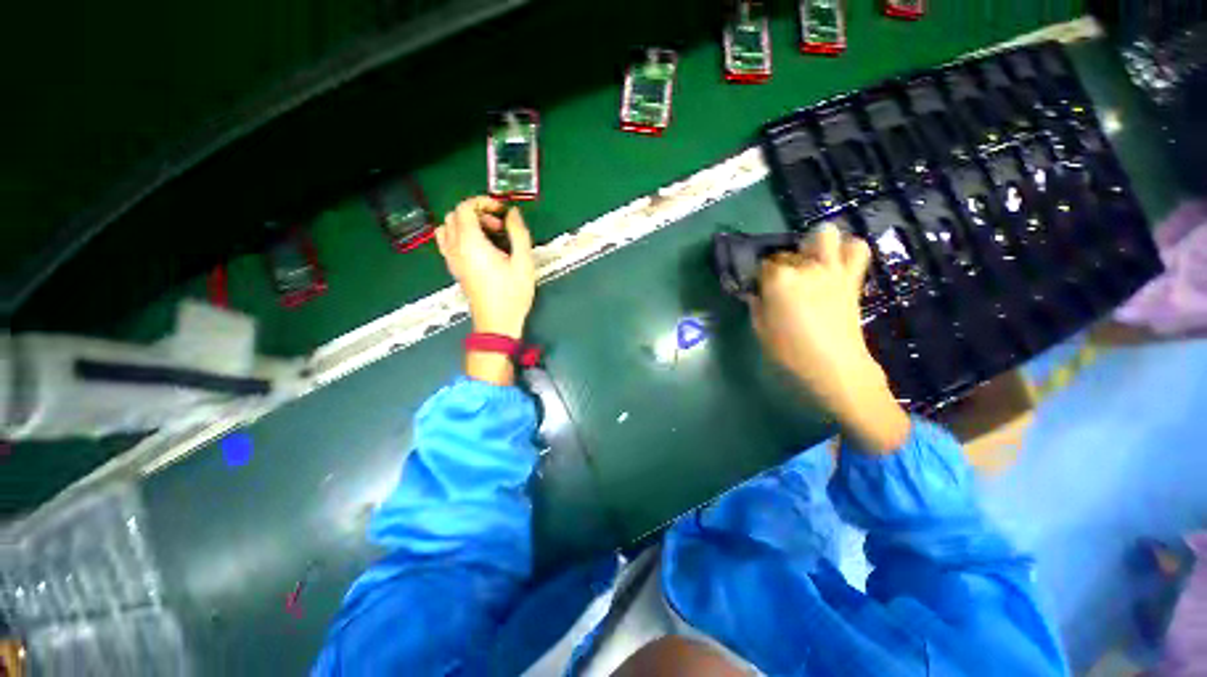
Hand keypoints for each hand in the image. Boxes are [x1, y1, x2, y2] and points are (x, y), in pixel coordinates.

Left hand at [436, 196, 535, 384]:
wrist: (497, 323)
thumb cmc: (512, 294)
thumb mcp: (523, 262)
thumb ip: (518, 233)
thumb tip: (513, 213)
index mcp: (470, 243)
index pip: (465, 208)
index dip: (483, 202)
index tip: (502, 211)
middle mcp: (455, 248)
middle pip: (455, 215)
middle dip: (478, 213)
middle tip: (500, 227)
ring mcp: (452, 259)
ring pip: (449, 228)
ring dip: (467, 224)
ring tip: (489, 236)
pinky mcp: (455, 269)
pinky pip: (448, 243)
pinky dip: (461, 236)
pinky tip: (480, 249)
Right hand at [750, 225, 909, 452]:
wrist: (834, 367)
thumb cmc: (790, 352)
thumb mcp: (760, 329)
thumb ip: (756, 305)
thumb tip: (754, 293)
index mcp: (779, 280)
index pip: (763, 264)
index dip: (758, 276)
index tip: (758, 289)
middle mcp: (806, 267)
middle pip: (787, 251)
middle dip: (781, 263)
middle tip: (780, 282)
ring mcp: (832, 269)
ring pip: (825, 233)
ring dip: (814, 244)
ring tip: (808, 261)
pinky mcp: (851, 278)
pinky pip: (857, 249)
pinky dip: (846, 249)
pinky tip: (835, 262)